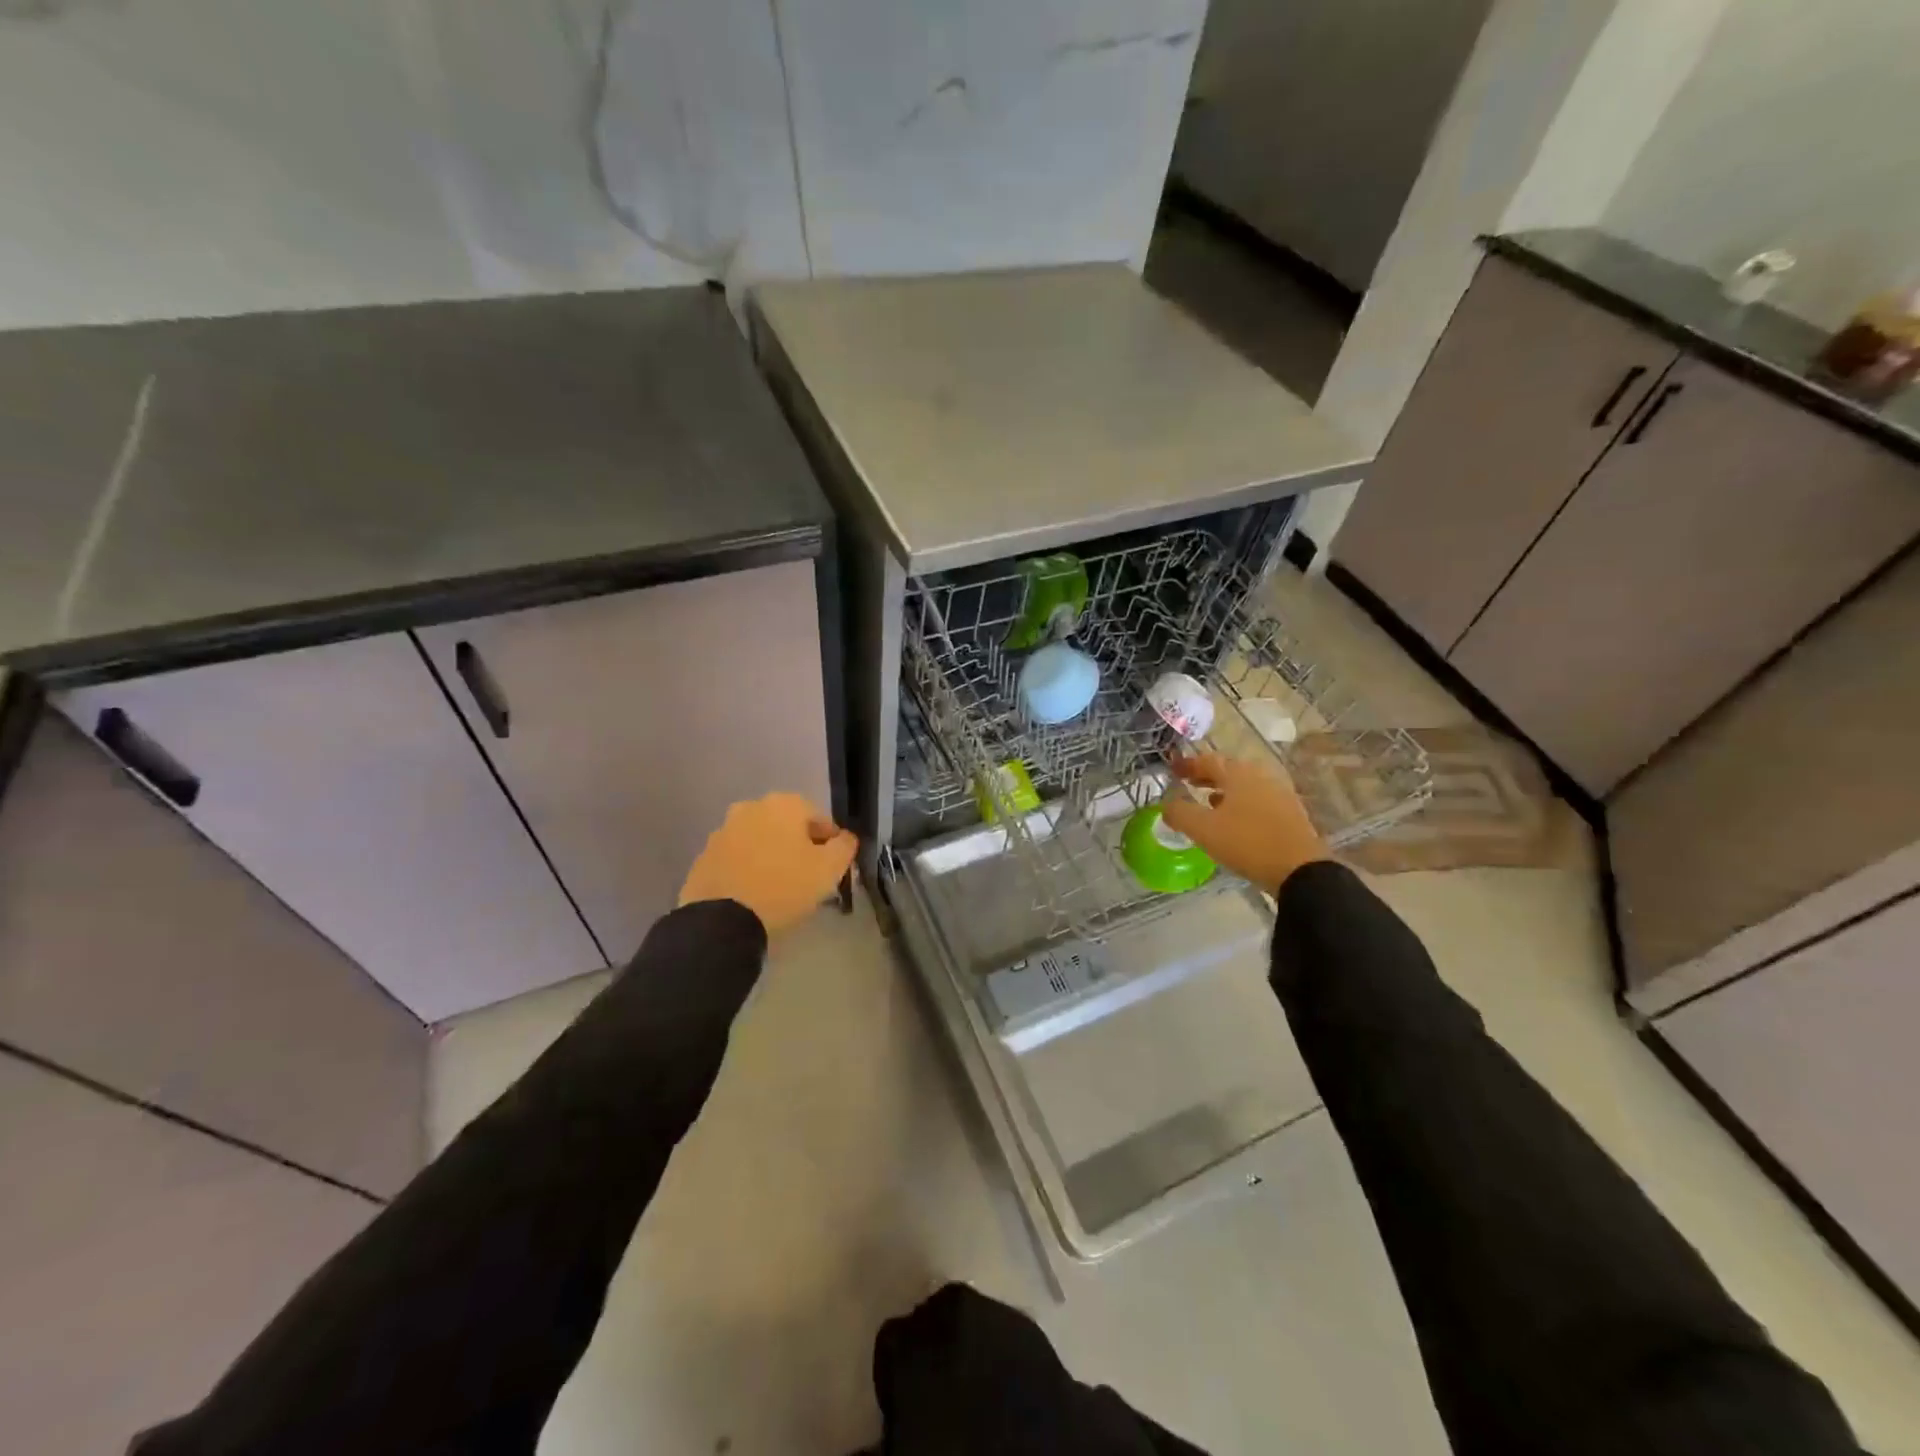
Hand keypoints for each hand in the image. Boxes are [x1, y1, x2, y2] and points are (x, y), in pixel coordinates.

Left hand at [679, 793, 858, 934]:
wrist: (721, 920)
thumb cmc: (784, 887)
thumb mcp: (829, 869)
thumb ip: (845, 846)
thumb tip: (846, 838)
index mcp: (784, 804)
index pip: (820, 819)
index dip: (831, 843)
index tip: (833, 868)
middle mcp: (751, 807)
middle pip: (787, 827)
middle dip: (798, 847)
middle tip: (807, 877)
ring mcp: (723, 831)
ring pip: (759, 841)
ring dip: (771, 856)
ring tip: (779, 888)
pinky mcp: (704, 856)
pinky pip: (736, 859)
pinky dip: (747, 870)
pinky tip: (753, 894)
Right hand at [1160, 751, 1327, 895]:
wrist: (1300, 870)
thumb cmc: (1247, 843)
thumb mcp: (1204, 829)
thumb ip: (1180, 813)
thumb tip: (1166, 805)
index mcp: (1239, 774)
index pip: (1208, 760)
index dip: (1188, 765)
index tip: (1172, 770)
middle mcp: (1261, 776)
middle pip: (1229, 770)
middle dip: (1207, 775)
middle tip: (1189, 782)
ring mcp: (1279, 794)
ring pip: (1245, 785)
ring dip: (1224, 790)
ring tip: (1209, 802)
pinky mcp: (1290, 813)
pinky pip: (1258, 800)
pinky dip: (1241, 803)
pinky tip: (1235, 820)